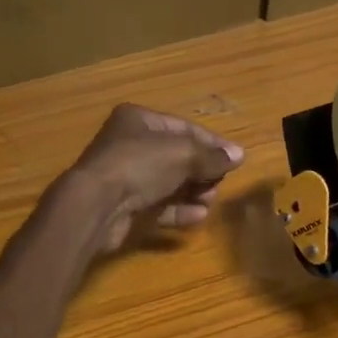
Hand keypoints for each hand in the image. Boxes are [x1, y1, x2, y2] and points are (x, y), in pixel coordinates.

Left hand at [64, 104, 244, 254]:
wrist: (97, 205)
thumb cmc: (140, 165)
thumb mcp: (183, 154)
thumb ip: (213, 156)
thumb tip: (239, 156)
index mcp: (139, 120)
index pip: (184, 128)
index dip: (212, 143)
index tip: (235, 159)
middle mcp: (131, 145)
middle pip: (178, 157)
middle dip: (203, 171)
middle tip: (219, 183)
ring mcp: (127, 178)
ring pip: (170, 183)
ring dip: (194, 192)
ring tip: (209, 201)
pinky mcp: (126, 207)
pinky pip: (160, 207)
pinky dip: (179, 211)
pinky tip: (198, 216)